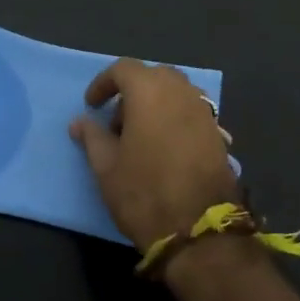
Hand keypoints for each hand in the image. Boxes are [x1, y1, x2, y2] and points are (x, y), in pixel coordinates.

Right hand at [69, 59, 240, 251]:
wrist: (200, 232)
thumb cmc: (144, 192)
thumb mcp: (106, 167)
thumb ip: (92, 137)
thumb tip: (80, 122)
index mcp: (150, 92)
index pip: (123, 69)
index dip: (103, 83)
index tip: (92, 106)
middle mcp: (181, 93)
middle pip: (154, 76)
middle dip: (133, 91)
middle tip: (117, 121)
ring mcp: (205, 113)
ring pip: (176, 93)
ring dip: (156, 104)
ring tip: (141, 136)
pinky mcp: (219, 135)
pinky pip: (191, 113)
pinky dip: (174, 119)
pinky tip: (164, 149)